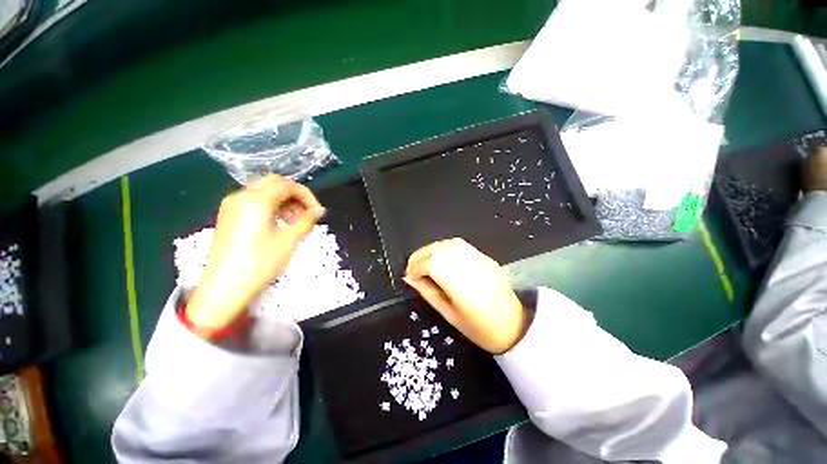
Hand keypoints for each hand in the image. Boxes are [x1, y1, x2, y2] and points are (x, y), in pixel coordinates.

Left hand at [186, 175, 325, 334]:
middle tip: (307, 213)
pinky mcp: (229, 215)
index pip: (287, 185)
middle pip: (274, 183)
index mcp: (256, 200)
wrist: (225, 287)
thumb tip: (320, 210)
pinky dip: (271, 205)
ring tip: (295, 220)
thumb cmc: (260, 263)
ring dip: (283, 200)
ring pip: (264, 191)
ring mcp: (232, 205)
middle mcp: (241, 196)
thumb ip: (306, 220)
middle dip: (295, 195)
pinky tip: (279, 222)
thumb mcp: (289, 240)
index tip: (317, 211)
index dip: (307, 195)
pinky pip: (254, 201)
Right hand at [403, 238, 527, 353]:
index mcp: (464, 288)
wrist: (515, 326)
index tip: (409, 276)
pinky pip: (460, 245)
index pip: (433, 265)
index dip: (416, 267)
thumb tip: (410, 279)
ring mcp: (481, 260)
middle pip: (439, 250)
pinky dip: (444, 248)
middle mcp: (472, 268)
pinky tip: (440, 258)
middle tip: (413, 268)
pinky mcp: (485, 257)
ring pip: (449, 243)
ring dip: (431, 250)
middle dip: (420, 256)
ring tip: (424, 263)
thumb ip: (428, 293)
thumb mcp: (449, 315)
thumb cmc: (481, 329)